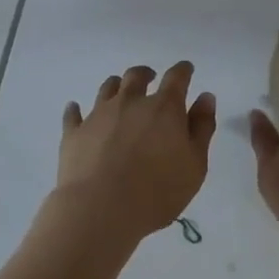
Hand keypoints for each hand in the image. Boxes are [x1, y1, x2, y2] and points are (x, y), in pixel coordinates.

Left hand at [56, 62, 216, 245]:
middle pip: (136, 76)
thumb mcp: (195, 164)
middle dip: (146, 74)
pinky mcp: (75, 132)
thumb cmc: (158, 190)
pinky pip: (73, 114)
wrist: (101, 209)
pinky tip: (75, 109)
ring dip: (116, 86)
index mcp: (163, 108)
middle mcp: (130, 102)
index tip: (186, 69)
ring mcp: (99, 114)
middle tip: (150, 78)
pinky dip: (76, 110)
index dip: (183, 71)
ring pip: (107, 88)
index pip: (177, 78)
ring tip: (119, 90)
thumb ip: (202, 128)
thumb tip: (205, 97)